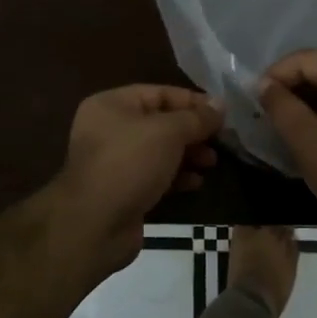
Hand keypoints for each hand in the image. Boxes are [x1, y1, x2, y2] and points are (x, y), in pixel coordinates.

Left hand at [46, 85, 221, 273]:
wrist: (95, 224)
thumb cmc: (129, 163)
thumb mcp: (168, 132)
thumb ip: (196, 117)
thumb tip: (220, 104)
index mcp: (111, 105)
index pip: (159, 93)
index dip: (191, 101)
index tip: (222, 113)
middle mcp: (109, 129)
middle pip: (160, 122)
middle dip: (192, 131)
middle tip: (221, 141)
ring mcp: (115, 162)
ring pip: (159, 151)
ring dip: (188, 155)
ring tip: (212, 163)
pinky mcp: (123, 190)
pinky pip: (155, 176)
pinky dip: (176, 177)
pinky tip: (197, 183)